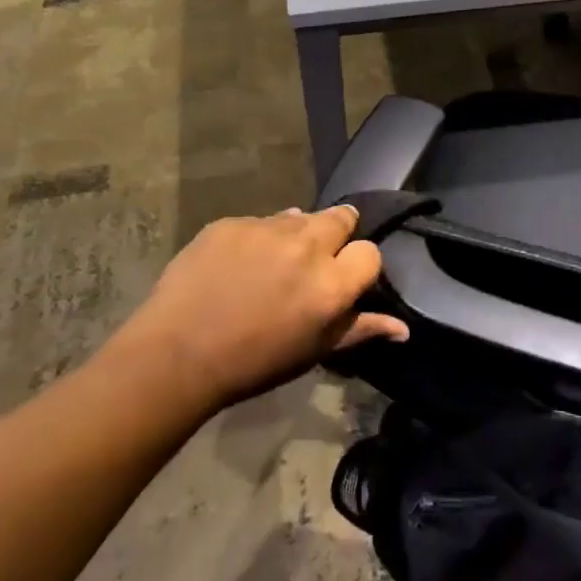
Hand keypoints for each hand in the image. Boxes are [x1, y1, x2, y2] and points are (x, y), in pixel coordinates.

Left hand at [118, 205, 403, 410]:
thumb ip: (361, 330)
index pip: (370, 252)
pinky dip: (257, 238)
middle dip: (336, 234)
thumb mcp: (313, 351)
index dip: (359, 266)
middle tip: (314, 260)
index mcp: (331, 283)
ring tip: (272, 265)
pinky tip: (237, 265)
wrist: (177, 354)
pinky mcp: (232, 221)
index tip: (344, 280)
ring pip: (298, 217)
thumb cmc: (254, 363)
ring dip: (295, 235)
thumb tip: (403, 328)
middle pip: (341, 217)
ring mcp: (266, 228)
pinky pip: (258, 222)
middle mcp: (306, 246)